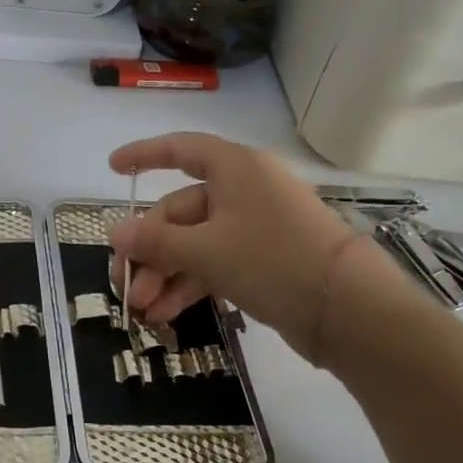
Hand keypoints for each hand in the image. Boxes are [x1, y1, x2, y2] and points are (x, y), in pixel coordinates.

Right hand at [107, 132, 370, 364]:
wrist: (350, 310)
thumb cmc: (273, 260)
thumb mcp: (206, 250)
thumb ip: (156, 241)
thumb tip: (114, 231)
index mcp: (234, 168)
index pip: (180, 149)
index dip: (144, 155)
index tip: (113, 168)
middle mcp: (244, 190)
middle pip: (180, 209)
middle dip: (149, 249)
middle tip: (126, 285)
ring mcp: (256, 226)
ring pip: (195, 242)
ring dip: (166, 273)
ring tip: (143, 309)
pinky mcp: (264, 259)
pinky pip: (215, 262)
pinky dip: (190, 283)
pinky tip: (166, 313)